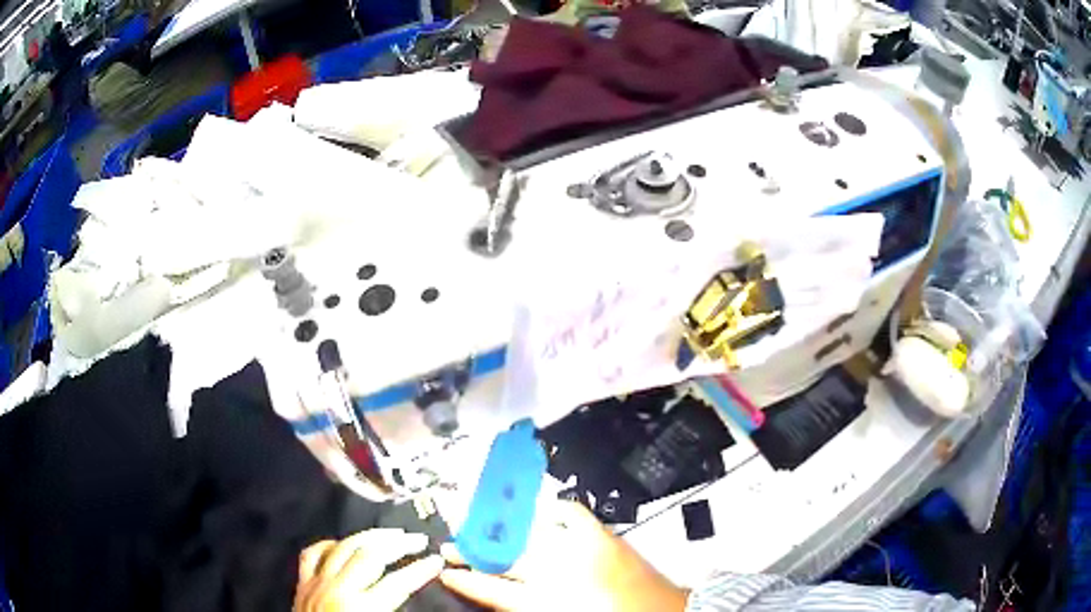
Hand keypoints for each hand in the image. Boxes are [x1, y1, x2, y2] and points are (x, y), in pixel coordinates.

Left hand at [294, 529, 443, 611]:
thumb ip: (392, 609)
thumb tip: (409, 591)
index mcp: (361, 608)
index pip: (398, 583)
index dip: (421, 570)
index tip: (437, 560)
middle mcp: (338, 588)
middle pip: (370, 555)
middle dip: (398, 544)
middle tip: (418, 539)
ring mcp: (317, 582)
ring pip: (343, 546)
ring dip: (369, 536)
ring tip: (389, 533)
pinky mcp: (302, 583)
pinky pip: (313, 553)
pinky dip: (329, 545)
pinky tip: (342, 544)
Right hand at [439, 501, 688, 611]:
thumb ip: (526, 606)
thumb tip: (497, 592)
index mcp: (548, 602)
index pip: (494, 591)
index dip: (467, 581)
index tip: (447, 572)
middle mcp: (561, 573)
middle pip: (505, 558)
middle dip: (473, 551)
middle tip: (450, 546)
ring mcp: (582, 550)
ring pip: (529, 533)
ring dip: (501, 529)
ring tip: (480, 523)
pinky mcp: (604, 537)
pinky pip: (569, 514)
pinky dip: (550, 510)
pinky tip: (538, 510)